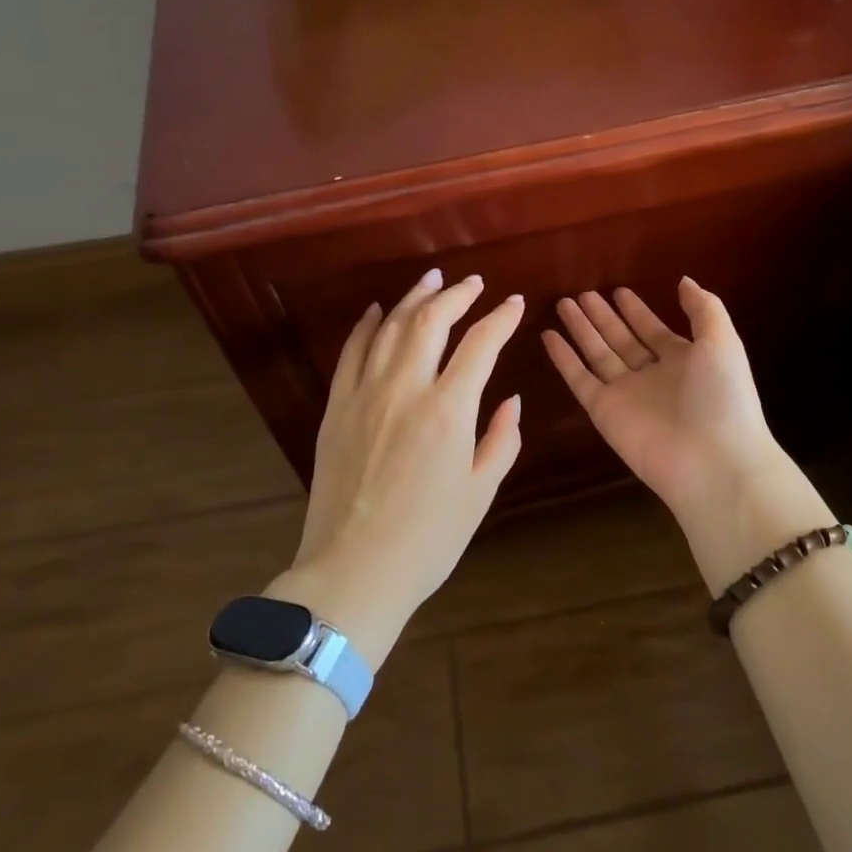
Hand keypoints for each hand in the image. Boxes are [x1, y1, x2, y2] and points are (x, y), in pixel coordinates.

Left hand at [276, 268, 523, 667]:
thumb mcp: (481, 492)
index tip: (515, 304)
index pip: (480, 345)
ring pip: (389, 328)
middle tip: (472, 283)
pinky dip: (365, 326)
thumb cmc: (429, 539)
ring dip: (413, 299)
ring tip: (431, 280)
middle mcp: (405, 390)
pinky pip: (351, 353)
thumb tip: (510, 400)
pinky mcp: (336, 408)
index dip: (501, 318)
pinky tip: (376, 311)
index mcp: (448, 411)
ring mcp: (364, 395)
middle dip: (456, 295)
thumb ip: (502, 439)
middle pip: (431, 321)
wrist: (354, 571)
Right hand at [540, 279, 781, 519]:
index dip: (637, 311)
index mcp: (683, 360)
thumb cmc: (722, 397)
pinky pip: (579, 379)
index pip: (653, 330)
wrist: (712, 462)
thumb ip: (704, 309)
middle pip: (621, 339)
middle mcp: (652, 375)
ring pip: (598, 354)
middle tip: (581, 293)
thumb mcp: (722, 342)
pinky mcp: (603, 411)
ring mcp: (626, 393)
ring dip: (581, 329)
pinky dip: (563, 358)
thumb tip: (683, 281)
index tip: (618, 290)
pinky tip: (548, 335)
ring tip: (563, 303)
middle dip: (603, 316)